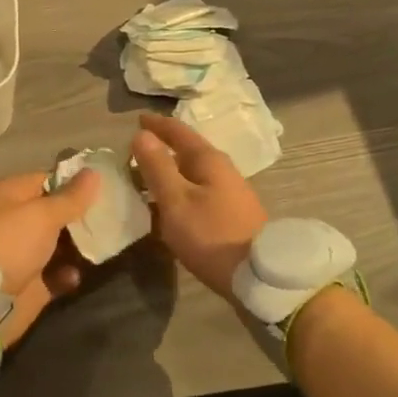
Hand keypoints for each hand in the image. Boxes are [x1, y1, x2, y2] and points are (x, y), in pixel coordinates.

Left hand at [0, 169, 100, 346]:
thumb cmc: (10, 242)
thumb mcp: (43, 214)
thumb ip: (71, 197)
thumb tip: (93, 172)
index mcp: (11, 194)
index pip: (48, 180)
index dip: (75, 184)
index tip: (104, 187)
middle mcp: (14, 220)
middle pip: (54, 213)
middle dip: (80, 216)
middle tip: (111, 217)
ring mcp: (20, 253)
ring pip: (57, 245)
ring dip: (78, 246)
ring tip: (103, 245)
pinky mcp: (27, 284)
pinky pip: (55, 275)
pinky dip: (67, 274)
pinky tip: (78, 274)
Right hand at [133, 113, 266, 301]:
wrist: (260, 278)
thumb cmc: (212, 235)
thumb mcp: (176, 201)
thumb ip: (157, 167)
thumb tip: (142, 134)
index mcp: (208, 159)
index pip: (178, 131)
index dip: (156, 124)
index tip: (137, 118)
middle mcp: (222, 169)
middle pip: (187, 151)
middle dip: (162, 149)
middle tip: (136, 153)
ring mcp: (230, 192)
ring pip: (193, 173)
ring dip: (171, 173)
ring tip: (148, 181)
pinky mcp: (232, 214)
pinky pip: (199, 192)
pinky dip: (181, 192)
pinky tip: (171, 208)